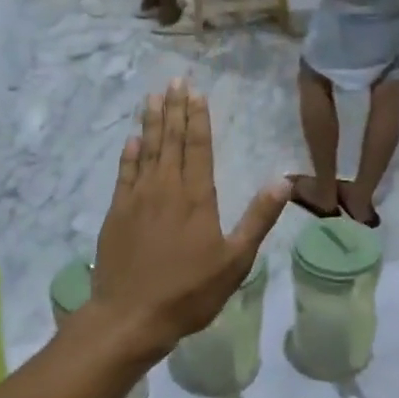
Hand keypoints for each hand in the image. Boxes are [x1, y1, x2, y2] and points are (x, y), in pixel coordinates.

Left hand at [92, 79, 288, 359]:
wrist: (131, 316)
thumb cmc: (190, 292)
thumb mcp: (235, 260)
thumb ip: (258, 218)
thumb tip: (283, 180)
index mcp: (197, 197)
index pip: (198, 147)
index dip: (198, 118)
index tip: (196, 93)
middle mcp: (166, 188)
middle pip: (171, 140)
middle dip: (174, 109)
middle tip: (174, 81)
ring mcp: (137, 199)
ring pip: (146, 150)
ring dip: (151, 122)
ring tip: (153, 96)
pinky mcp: (116, 213)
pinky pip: (124, 173)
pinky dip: (129, 154)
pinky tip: (132, 139)